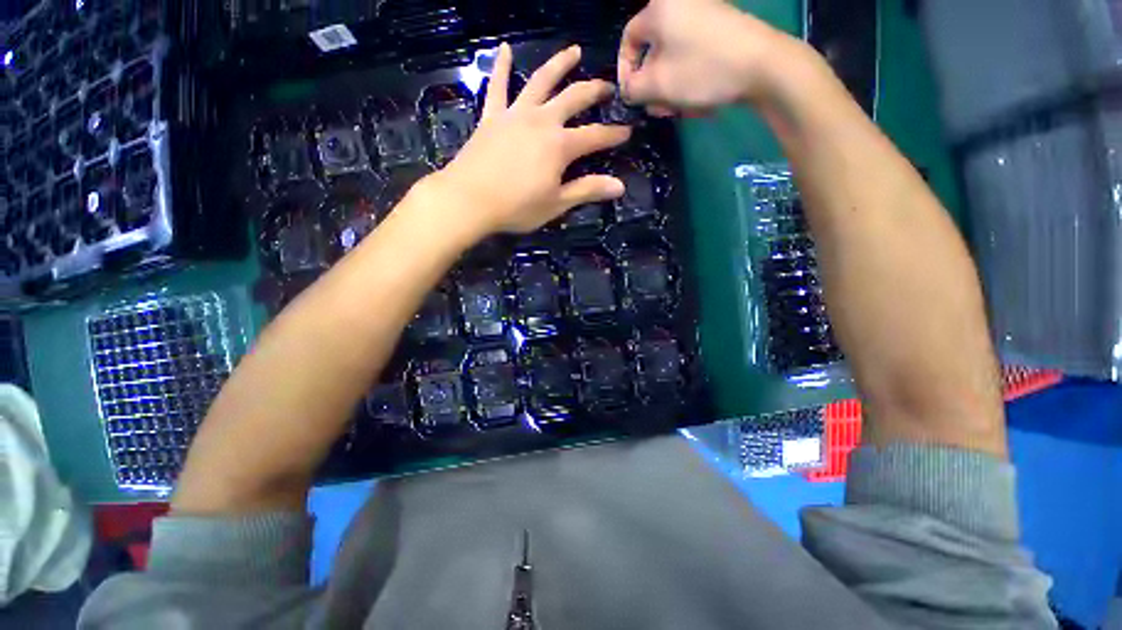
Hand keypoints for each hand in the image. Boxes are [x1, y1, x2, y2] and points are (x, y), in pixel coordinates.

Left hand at [427, 44, 630, 237]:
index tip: (628, 131)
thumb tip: (620, 186)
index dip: (614, 134)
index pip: (595, 136)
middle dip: (594, 91)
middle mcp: (541, 121)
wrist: (469, 200)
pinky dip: (500, 67)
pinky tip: (503, 49)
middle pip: (573, 98)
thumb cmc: (516, 207)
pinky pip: (497, 87)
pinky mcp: (492, 117)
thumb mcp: (556, 203)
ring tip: (574, 51)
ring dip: (559, 64)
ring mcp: (515, 114)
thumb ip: (587, 190)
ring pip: (541, 81)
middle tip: (608, 86)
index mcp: (560, 146)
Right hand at [618, 0, 798, 114]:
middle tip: (658, 110)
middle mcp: (680, 5)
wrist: (763, 65)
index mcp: (660, 10)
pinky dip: (689, 78)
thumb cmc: (702, 71)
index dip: (625, 70)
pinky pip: (693, 55)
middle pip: (653, 50)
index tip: (630, 96)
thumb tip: (629, 88)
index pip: (629, 39)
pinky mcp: (720, 28)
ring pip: (674, 57)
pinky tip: (696, 99)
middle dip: (652, 85)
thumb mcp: (657, 85)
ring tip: (679, 110)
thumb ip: (633, 89)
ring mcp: (703, 15)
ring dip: (671, 87)